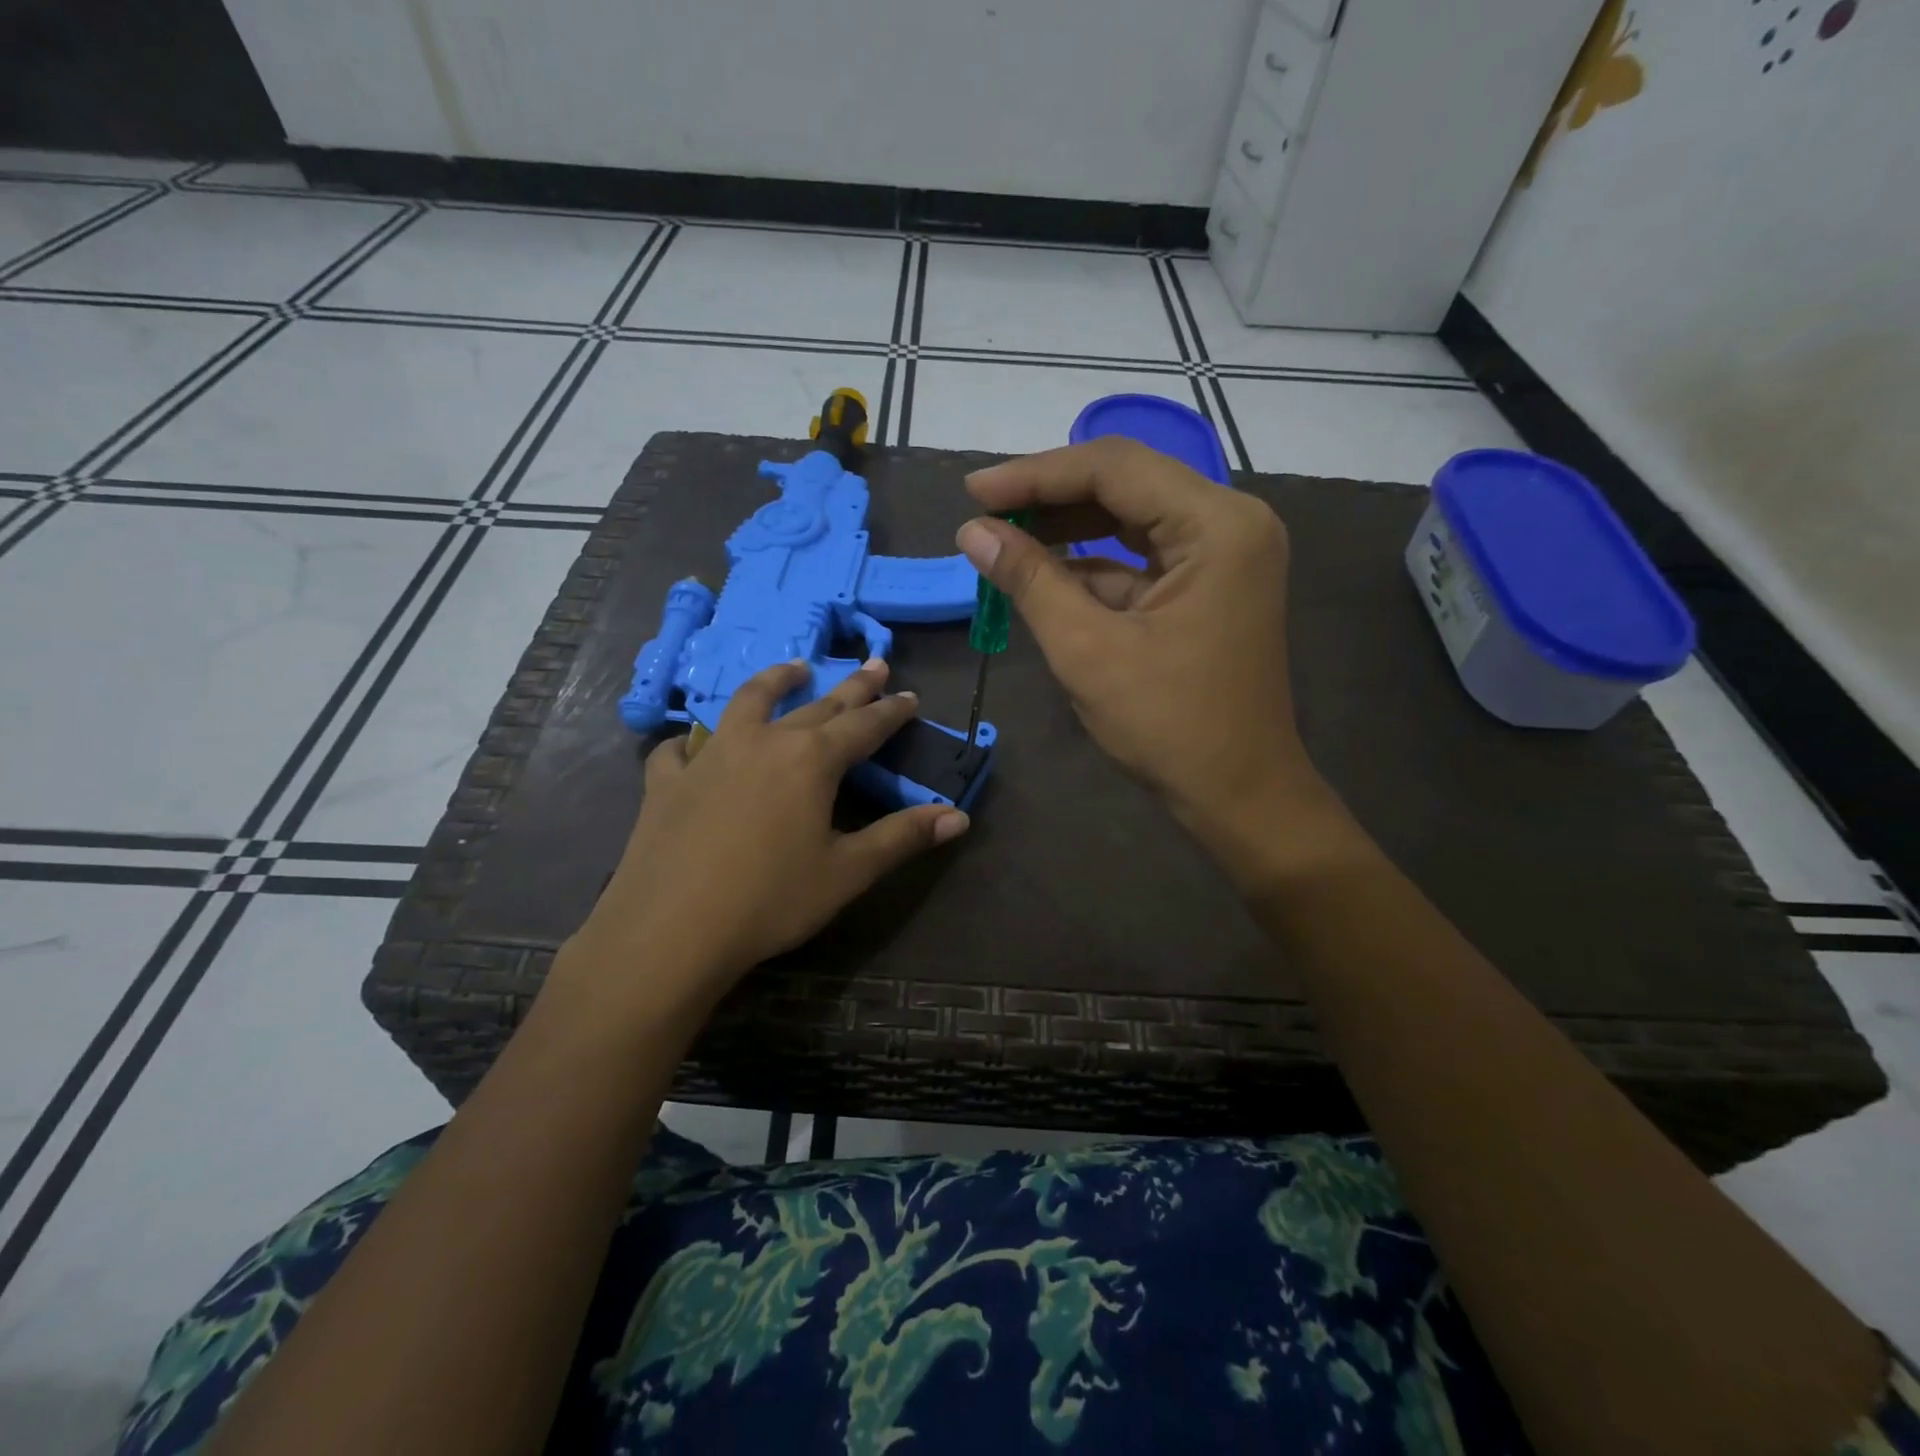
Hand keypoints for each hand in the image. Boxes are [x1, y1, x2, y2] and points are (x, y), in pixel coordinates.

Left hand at [568, 658, 968, 1010]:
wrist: (672, 930)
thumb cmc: (771, 900)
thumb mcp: (848, 872)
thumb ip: (903, 837)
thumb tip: (958, 816)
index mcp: (811, 760)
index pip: (863, 726)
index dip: (891, 712)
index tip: (910, 696)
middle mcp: (763, 742)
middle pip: (816, 706)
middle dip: (851, 688)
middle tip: (873, 665)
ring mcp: (710, 756)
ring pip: (747, 703)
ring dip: (775, 681)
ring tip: (794, 667)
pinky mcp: (668, 781)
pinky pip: (680, 749)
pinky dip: (691, 741)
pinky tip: (691, 745)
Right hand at [957, 438, 1332, 861]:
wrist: (1239, 794)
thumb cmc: (1169, 726)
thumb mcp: (1088, 650)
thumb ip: (1030, 580)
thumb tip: (973, 532)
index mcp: (1217, 525)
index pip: (1114, 468)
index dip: (1035, 475)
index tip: (973, 491)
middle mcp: (1230, 523)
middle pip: (1126, 483)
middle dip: (1050, 497)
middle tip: (984, 513)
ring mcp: (1224, 554)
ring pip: (1130, 518)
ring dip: (1067, 529)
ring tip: (1003, 538)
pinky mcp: (1209, 586)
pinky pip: (1141, 557)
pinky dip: (1092, 564)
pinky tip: (1044, 572)